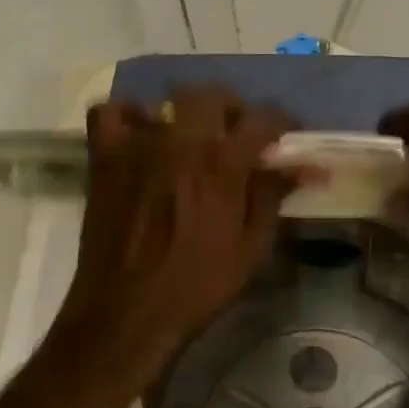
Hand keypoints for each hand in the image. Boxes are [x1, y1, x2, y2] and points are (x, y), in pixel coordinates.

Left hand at [53, 88, 307, 363]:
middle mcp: (181, 142)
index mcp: (223, 165)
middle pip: (212, 95)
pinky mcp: (104, 158)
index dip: (281, 123)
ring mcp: (137, 145)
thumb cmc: (198, 286)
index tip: (286, 135)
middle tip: (236, 136)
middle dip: (232, 109)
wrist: (128, 312)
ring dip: (184, 116)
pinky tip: (139, 138)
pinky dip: (126, 118)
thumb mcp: (252, 248)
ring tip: (188, 141)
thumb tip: (304, 167)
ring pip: (164, 102)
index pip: (263, 120)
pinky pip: (109, 113)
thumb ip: (273, 197)